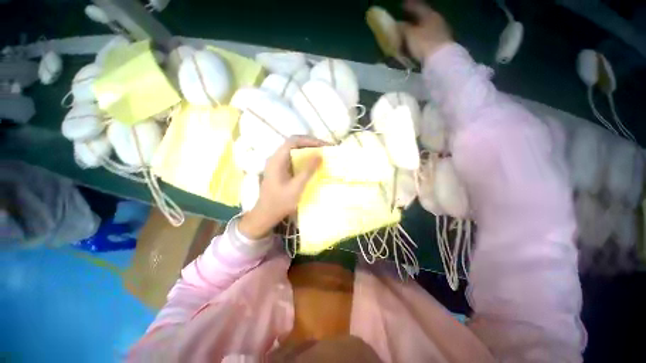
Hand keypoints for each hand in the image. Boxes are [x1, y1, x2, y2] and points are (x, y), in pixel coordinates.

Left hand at [238, 136, 326, 239]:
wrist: (265, 214)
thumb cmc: (280, 202)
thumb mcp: (296, 187)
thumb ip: (308, 170)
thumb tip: (320, 155)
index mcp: (277, 159)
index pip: (294, 141)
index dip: (310, 140)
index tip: (324, 145)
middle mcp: (276, 158)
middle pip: (294, 143)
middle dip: (311, 144)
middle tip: (325, 149)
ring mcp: (277, 163)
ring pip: (294, 151)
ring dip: (308, 151)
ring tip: (322, 154)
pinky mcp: (280, 169)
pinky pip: (293, 159)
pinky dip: (304, 159)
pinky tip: (312, 164)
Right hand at [401, 0, 451, 60]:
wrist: (440, 59)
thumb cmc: (424, 43)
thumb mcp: (410, 35)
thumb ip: (403, 28)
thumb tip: (397, 24)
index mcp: (429, 14)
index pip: (418, 6)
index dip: (410, 5)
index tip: (403, 4)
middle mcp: (437, 20)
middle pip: (424, 16)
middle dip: (415, 18)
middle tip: (407, 19)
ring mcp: (441, 31)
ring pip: (427, 27)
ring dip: (419, 29)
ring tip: (411, 33)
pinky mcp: (441, 43)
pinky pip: (429, 37)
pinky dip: (422, 38)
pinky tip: (418, 42)